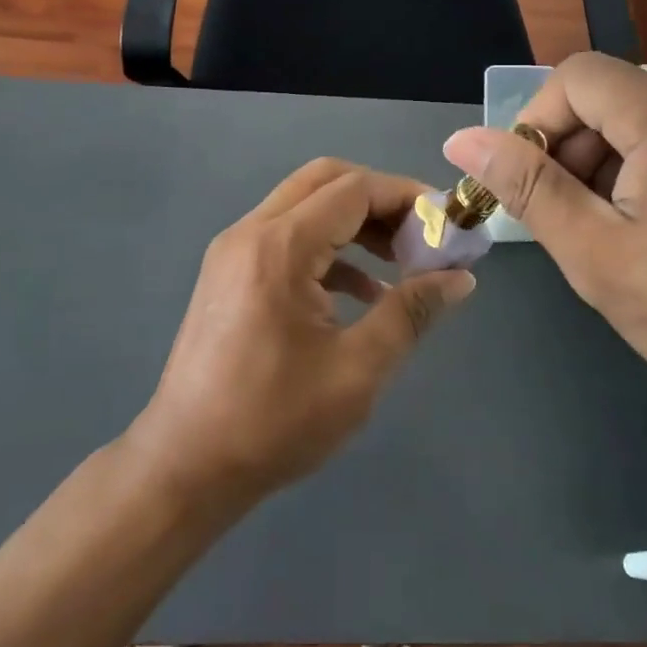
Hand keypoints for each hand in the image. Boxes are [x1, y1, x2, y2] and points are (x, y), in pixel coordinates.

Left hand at [128, 159, 476, 506]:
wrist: (185, 466)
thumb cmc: (273, 422)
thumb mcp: (357, 370)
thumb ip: (410, 313)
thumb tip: (461, 278)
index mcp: (280, 246)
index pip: (354, 189)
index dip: (406, 197)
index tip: (446, 222)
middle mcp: (251, 231)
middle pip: (325, 181)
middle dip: (380, 199)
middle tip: (422, 234)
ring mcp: (233, 250)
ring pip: (305, 205)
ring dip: (355, 222)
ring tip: (402, 261)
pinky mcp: (228, 272)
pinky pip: (286, 237)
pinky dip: (328, 248)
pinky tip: (362, 293)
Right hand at [443, 54, 646, 434]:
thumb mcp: (597, 256)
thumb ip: (528, 188)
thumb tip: (462, 140)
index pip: (575, 78)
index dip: (537, 124)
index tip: (532, 187)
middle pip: (608, 96)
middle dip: (571, 150)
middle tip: (569, 221)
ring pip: (639, 117)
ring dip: (605, 164)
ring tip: (611, 234)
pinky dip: (644, 168)